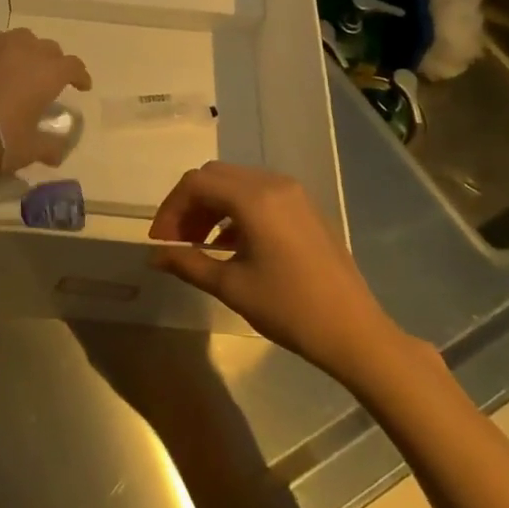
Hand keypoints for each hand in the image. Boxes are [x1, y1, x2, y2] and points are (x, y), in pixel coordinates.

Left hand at [0, 27, 91, 192]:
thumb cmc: (1, 142)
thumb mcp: (32, 149)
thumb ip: (51, 146)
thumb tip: (59, 153)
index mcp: (48, 73)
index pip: (73, 66)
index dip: (79, 75)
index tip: (81, 86)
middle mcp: (26, 51)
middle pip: (48, 48)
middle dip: (52, 62)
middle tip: (47, 79)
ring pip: (19, 37)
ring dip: (25, 49)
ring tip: (20, 65)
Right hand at [149, 162, 396, 377]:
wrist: (353, 331)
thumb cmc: (288, 308)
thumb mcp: (231, 287)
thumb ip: (188, 263)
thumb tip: (154, 256)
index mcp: (253, 198)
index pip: (196, 183)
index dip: (170, 209)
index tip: (159, 242)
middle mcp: (273, 183)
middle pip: (215, 177)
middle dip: (189, 204)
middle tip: (176, 242)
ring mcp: (292, 193)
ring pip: (236, 184)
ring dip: (211, 207)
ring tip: (198, 245)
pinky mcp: (304, 207)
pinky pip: (258, 195)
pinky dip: (235, 211)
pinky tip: (228, 245)